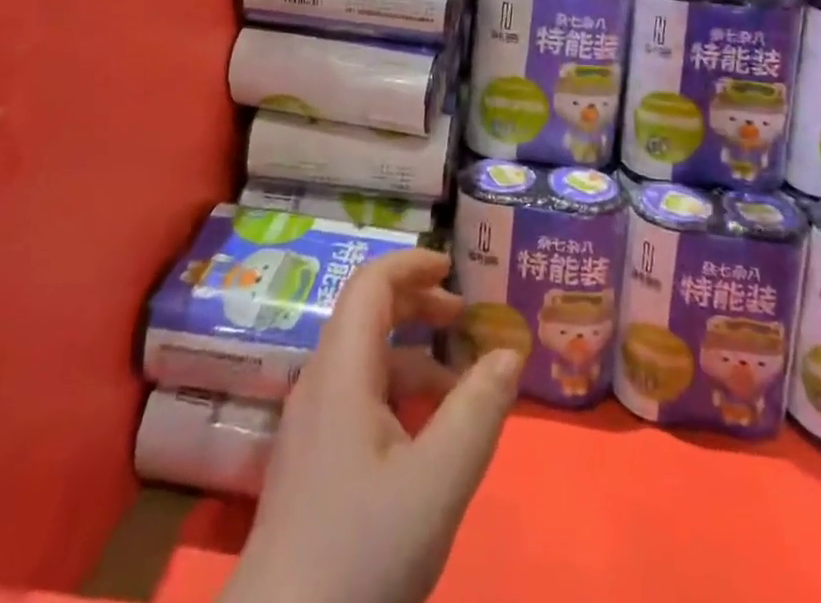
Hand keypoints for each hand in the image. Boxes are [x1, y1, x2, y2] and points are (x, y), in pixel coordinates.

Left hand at [220, 249, 521, 602]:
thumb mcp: (436, 484)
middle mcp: (320, 383)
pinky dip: (399, 394)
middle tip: (467, 320)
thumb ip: (477, 412)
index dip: (413, 264)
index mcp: (341, 370)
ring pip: (366, 361)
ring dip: (415, 357)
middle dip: (420, 305)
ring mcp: (311, 425)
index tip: (456, 269)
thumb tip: (509, 351)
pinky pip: (359, 399)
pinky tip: (428, 438)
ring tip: (463, 388)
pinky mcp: (312, 463)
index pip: (371, 283)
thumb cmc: (359, 555)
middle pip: (367, 314)